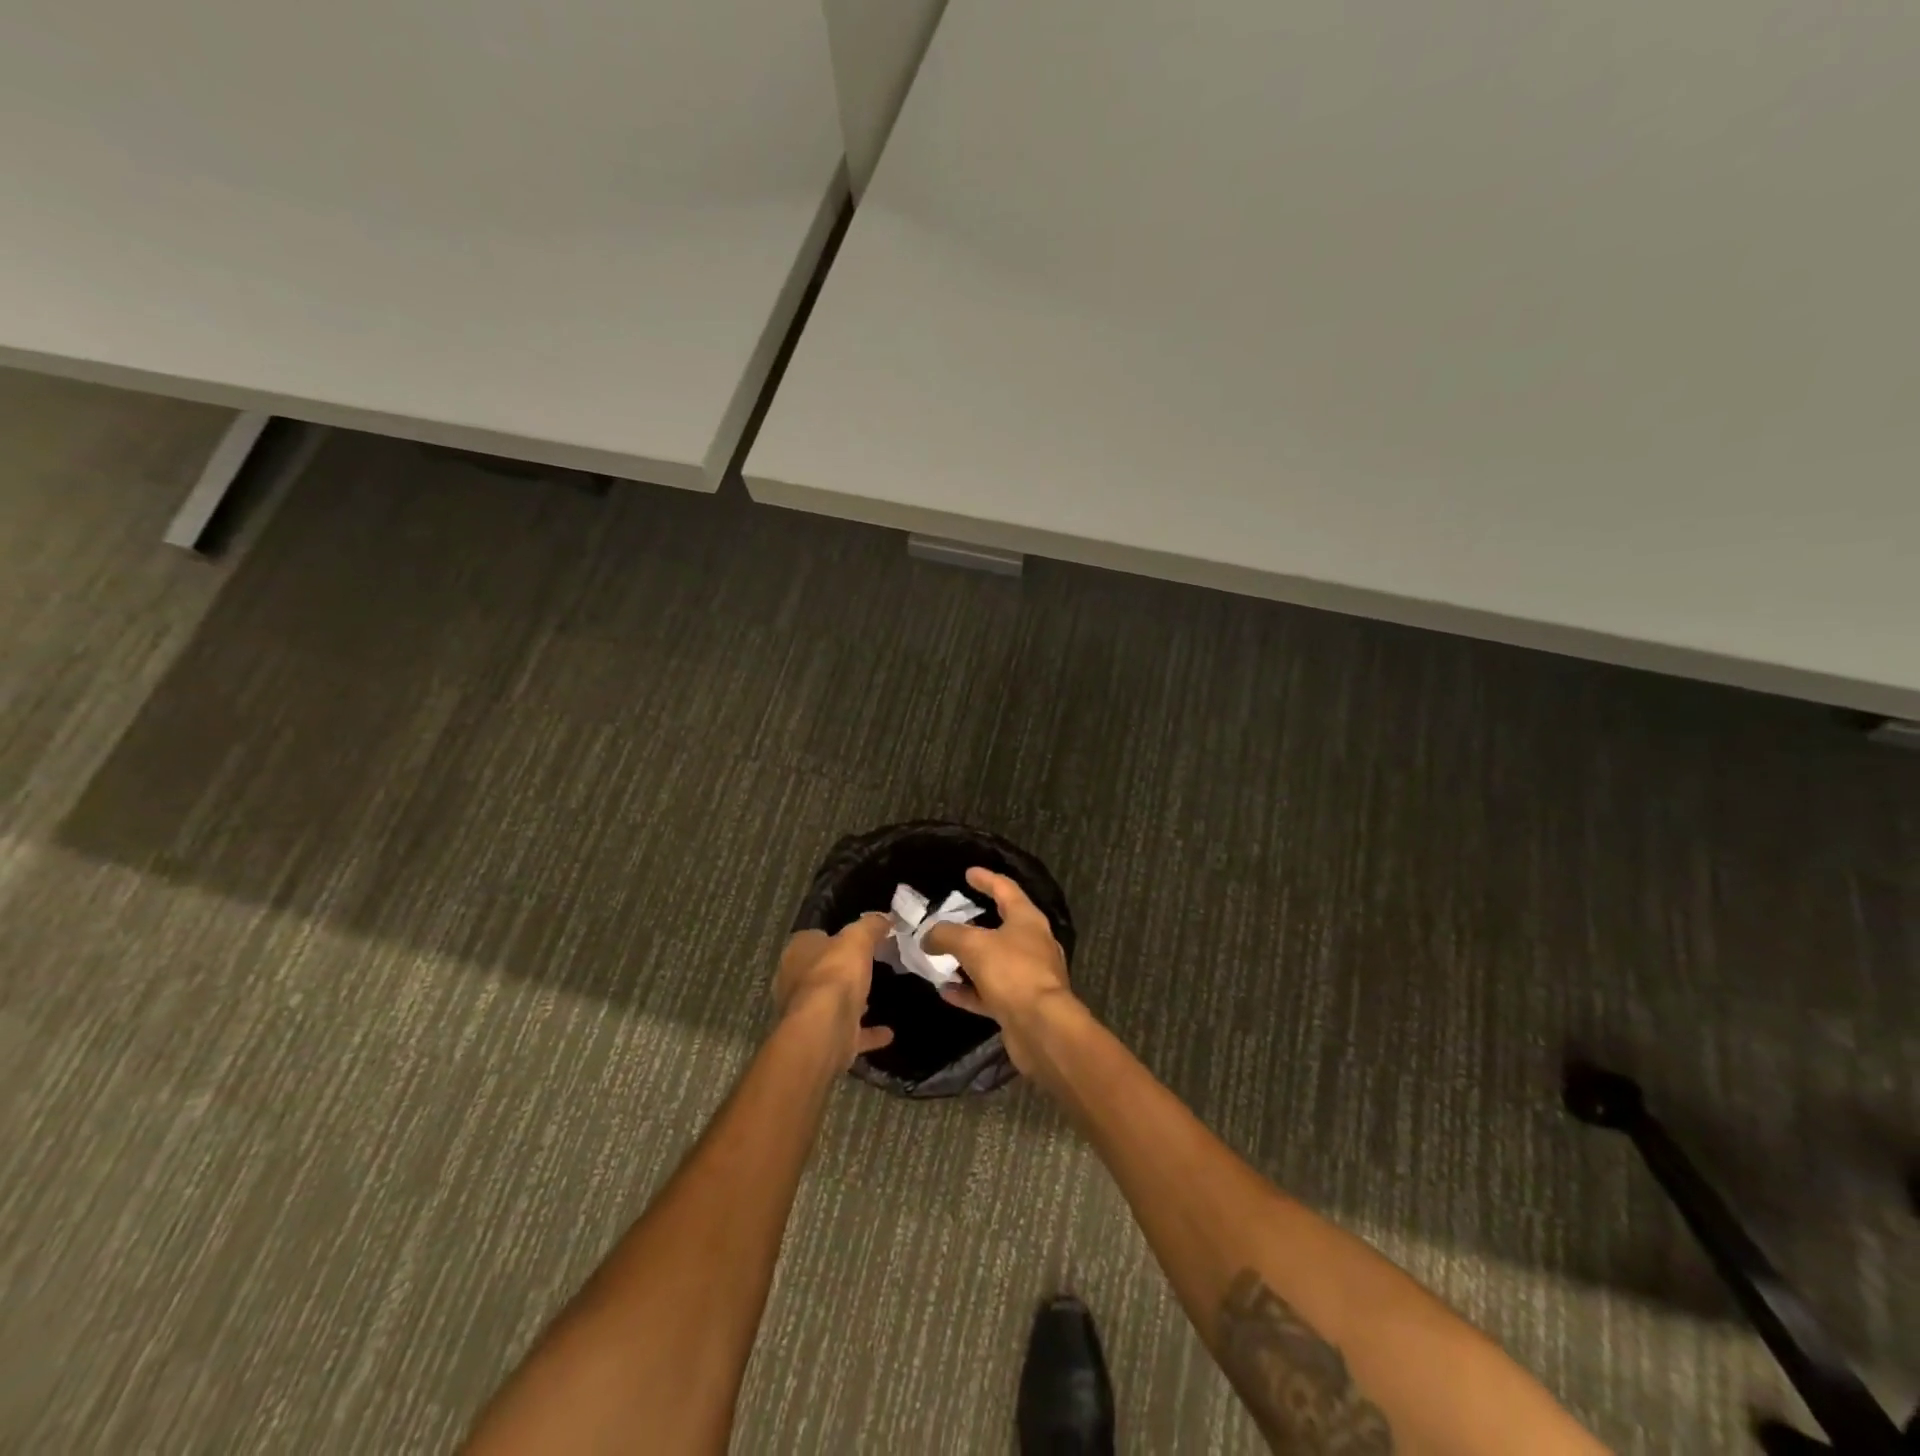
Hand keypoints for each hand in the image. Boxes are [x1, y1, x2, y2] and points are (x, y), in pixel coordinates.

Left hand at [775, 914, 895, 1068]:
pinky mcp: (823, 1038)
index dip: (835, 937)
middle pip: (820, 971)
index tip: (859, 940)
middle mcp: (795, 982)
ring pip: (831, 1003)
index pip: (814, 938)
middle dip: (841, 971)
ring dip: (850, 1002)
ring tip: (875, 997)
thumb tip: (884, 917)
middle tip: (868, 967)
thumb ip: (871, 926)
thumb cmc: (835, 974)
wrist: (824, 1029)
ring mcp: (807, 1013)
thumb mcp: (858, 938)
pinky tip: (888, 1033)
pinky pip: (849, 1031)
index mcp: (797, 952)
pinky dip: (867, 1033)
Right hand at [920, 868, 1080, 1074]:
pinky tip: (946, 991)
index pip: (1006, 889)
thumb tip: (928, 935)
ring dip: (969, 959)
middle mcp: (1032, 944)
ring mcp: (1028, 975)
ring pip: (994, 961)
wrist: (1041, 1027)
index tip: (968, 872)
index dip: (986, 879)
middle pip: (1002, 925)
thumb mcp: (973, 944)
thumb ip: (947, 934)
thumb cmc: (1012, 972)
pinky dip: (969, 990)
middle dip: (975, 922)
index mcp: (1027, 920)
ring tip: (942, 955)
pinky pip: (990, 991)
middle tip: (952, 916)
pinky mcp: (1020, 1004)